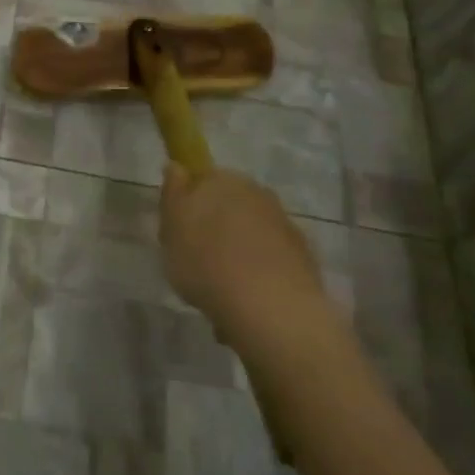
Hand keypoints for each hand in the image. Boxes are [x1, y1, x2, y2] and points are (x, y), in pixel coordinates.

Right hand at [159, 163, 336, 359]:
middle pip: (228, 204)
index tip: (178, 229)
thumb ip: (172, 193)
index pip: (201, 178)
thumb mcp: (171, 227)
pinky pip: (270, 257)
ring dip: (237, 249)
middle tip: (196, 258)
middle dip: (215, 225)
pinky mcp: (303, 256)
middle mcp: (257, 193)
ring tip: (221, 285)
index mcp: (222, 179)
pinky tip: (246, 296)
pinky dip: (259, 270)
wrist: (270, 308)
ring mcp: (284, 224)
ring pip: (250, 231)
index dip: (188, 202)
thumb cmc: (206, 262)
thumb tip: (177, 167)